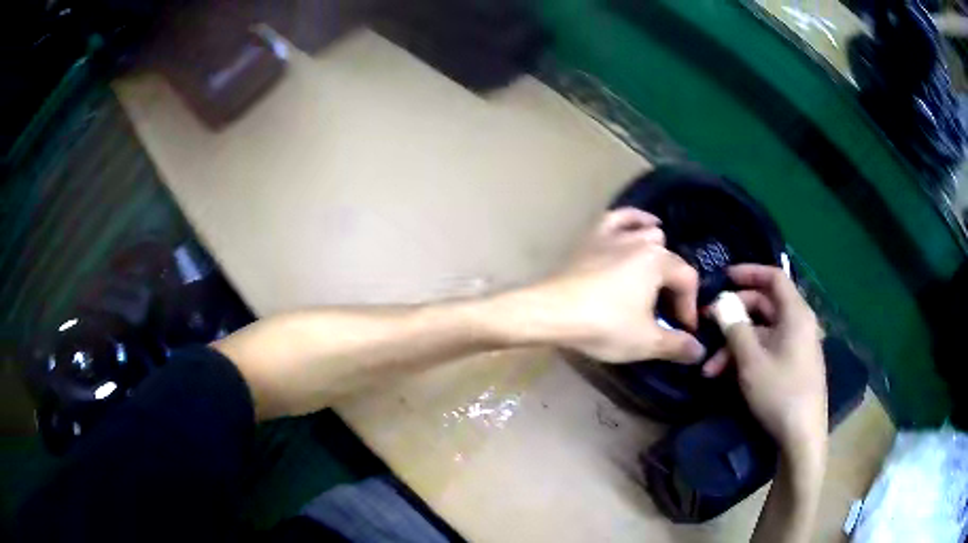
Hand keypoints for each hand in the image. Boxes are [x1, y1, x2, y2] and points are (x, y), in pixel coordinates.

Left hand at [525, 208, 704, 363]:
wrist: (551, 312)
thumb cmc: (603, 325)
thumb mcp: (645, 341)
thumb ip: (676, 345)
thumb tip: (699, 351)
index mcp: (658, 261)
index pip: (687, 280)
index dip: (689, 307)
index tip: (683, 331)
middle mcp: (641, 241)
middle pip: (670, 260)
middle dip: (673, 287)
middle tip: (665, 313)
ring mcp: (615, 235)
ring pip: (648, 235)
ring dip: (659, 256)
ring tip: (658, 277)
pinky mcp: (593, 237)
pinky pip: (619, 218)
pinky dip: (635, 220)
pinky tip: (644, 224)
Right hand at [709, 265, 826, 453]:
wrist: (802, 436)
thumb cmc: (780, 392)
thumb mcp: (751, 360)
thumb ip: (735, 326)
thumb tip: (721, 302)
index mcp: (796, 314)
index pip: (773, 277)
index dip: (748, 272)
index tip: (723, 277)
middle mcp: (799, 324)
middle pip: (765, 306)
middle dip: (733, 317)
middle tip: (707, 326)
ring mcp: (797, 346)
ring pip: (762, 333)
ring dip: (735, 345)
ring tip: (709, 369)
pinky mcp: (793, 365)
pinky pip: (768, 350)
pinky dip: (747, 357)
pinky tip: (726, 376)